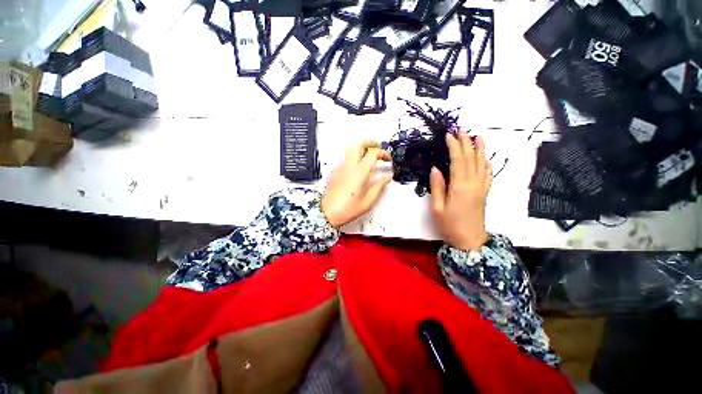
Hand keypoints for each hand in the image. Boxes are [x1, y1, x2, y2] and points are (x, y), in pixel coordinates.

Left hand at [322, 140, 392, 227]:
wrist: (327, 213)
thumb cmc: (347, 209)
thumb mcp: (368, 201)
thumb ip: (379, 186)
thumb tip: (387, 177)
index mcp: (359, 172)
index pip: (373, 153)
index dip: (383, 153)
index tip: (388, 159)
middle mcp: (349, 166)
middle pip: (358, 144)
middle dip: (370, 142)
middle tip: (378, 147)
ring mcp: (340, 167)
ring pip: (350, 149)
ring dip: (361, 149)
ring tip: (370, 156)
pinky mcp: (335, 171)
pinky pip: (346, 159)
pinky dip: (354, 158)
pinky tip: (358, 168)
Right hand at [430, 130, 491, 250]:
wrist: (469, 240)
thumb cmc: (449, 225)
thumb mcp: (437, 207)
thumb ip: (437, 186)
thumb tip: (435, 168)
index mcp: (460, 186)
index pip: (458, 160)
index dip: (454, 146)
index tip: (448, 135)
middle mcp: (474, 183)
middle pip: (471, 158)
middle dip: (466, 142)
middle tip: (461, 129)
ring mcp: (482, 187)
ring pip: (482, 163)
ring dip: (479, 148)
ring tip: (477, 136)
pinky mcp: (485, 192)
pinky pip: (488, 173)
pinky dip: (486, 162)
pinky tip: (484, 157)